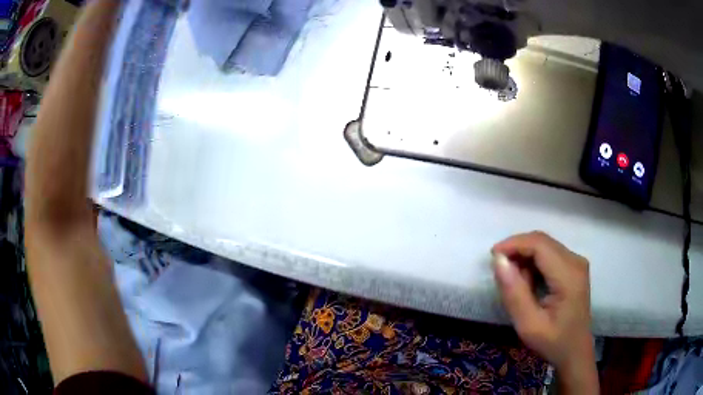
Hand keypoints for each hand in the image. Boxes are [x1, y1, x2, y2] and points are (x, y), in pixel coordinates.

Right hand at [492, 232, 597, 393]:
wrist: (574, 351)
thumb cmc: (553, 342)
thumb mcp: (528, 325)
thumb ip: (514, 293)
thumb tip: (498, 261)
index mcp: (569, 275)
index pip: (539, 244)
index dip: (514, 244)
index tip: (492, 257)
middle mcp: (576, 261)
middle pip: (542, 241)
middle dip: (518, 251)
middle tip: (503, 276)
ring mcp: (577, 262)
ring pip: (544, 246)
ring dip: (525, 259)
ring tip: (519, 287)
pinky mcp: (574, 267)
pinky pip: (549, 254)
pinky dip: (534, 264)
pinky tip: (530, 285)